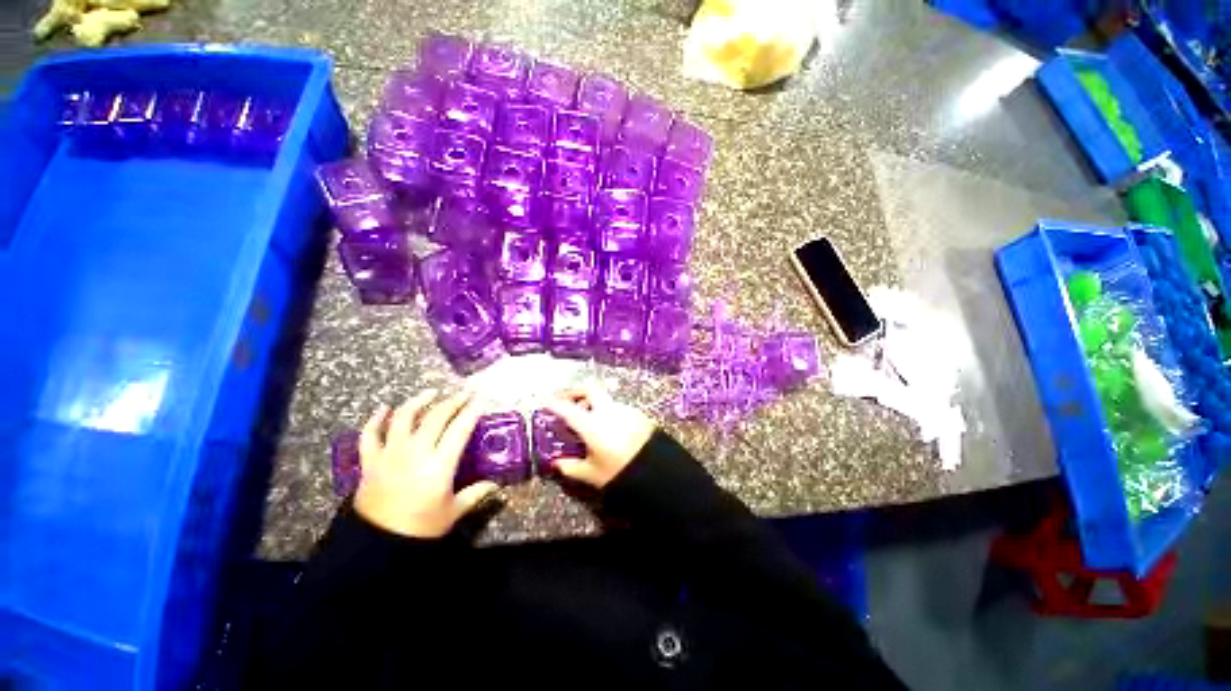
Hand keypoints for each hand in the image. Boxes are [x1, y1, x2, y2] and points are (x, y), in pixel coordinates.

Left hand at [354, 389, 498, 537]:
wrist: (375, 546)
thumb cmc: (420, 528)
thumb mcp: (453, 511)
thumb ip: (476, 494)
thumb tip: (496, 485)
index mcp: (439, 464)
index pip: (460, 428)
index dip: (471, 411)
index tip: (480, 398)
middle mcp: (416, 451)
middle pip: (436, 417)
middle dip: (453, 401)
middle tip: (464, 393)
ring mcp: (390, 454)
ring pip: (404, 418)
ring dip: (418, 401)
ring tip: (431, 392)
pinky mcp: (370, 461)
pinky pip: (370, 434)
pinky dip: (375, 419)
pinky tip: (384, 409)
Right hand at [544, 382, 655, 488]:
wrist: (659, 471)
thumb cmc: (620, 473)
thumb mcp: (592, 474)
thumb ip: (571, 468)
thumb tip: (556, 463)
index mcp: (592, 424)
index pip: (567, 408)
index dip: (554, 403)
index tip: (545, 400)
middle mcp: (607, 411)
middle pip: (589, 390)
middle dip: (576, 392)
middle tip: (567, 400)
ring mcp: (625, 410)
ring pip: (605, 399)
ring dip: (594, 404)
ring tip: (589, 421)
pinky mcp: (638, 414)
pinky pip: (618, 408)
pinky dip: (608, 412)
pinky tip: (609, 428)